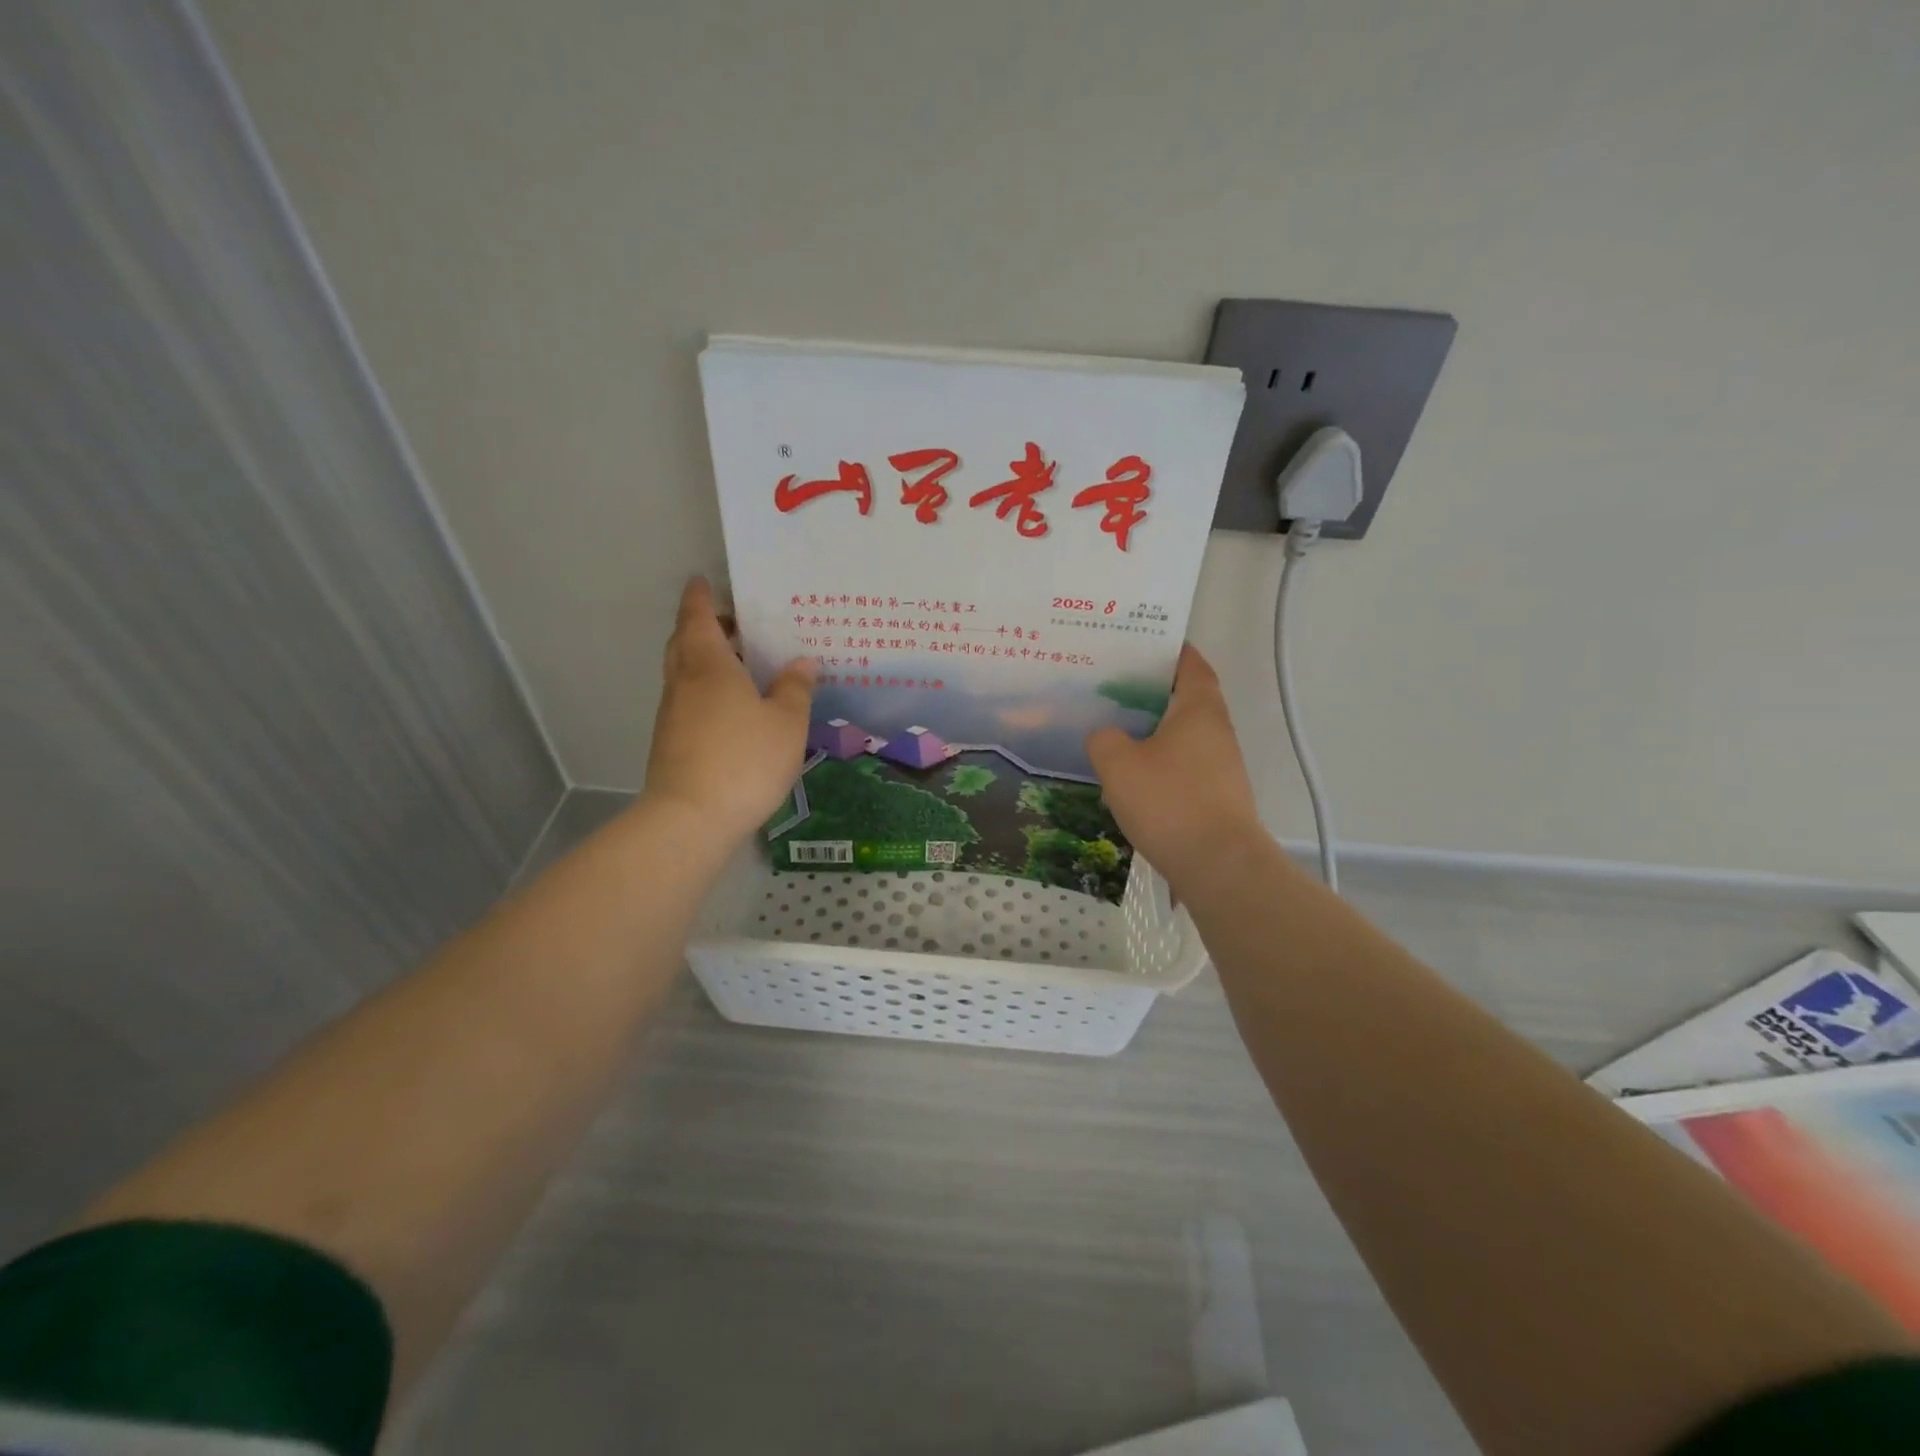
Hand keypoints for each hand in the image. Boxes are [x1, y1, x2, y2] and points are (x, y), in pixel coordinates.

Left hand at [643, 578, 814, 846]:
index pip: (698, 616)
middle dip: (706, 627)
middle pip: (686, 642)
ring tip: (744, 665)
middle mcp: (684, 682)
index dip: (701, 596)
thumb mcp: (785, 723)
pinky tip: (736, 709)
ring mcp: (673, 713)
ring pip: (686, 672)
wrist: (690, 818)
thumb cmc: (743, 759)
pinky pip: (690, 700)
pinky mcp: (672, 741)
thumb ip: (795, 689)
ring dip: (707, 660)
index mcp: (708, 664)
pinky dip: (708, 691)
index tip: (704, 580)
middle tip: (738, 625)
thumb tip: (801, 663)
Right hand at [1086, 644, 1266, 885]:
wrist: (1218, 866)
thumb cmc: (1169, 801)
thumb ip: (1104, 739)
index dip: (1171, 650)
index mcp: (1199, 709)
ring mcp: (1221, 766)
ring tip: (1114, 732)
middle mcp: (1217, 731)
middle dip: (1152, 693)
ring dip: (1153, 732)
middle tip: (1111, 689)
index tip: (1142, 644)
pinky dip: (1160, 763)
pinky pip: (1183, 767)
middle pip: (1185, 699)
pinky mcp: (1217, 797)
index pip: (1190, 664)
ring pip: (1182, 736)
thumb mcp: (1118, 764)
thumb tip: (1105, 735)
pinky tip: (1131, 778)